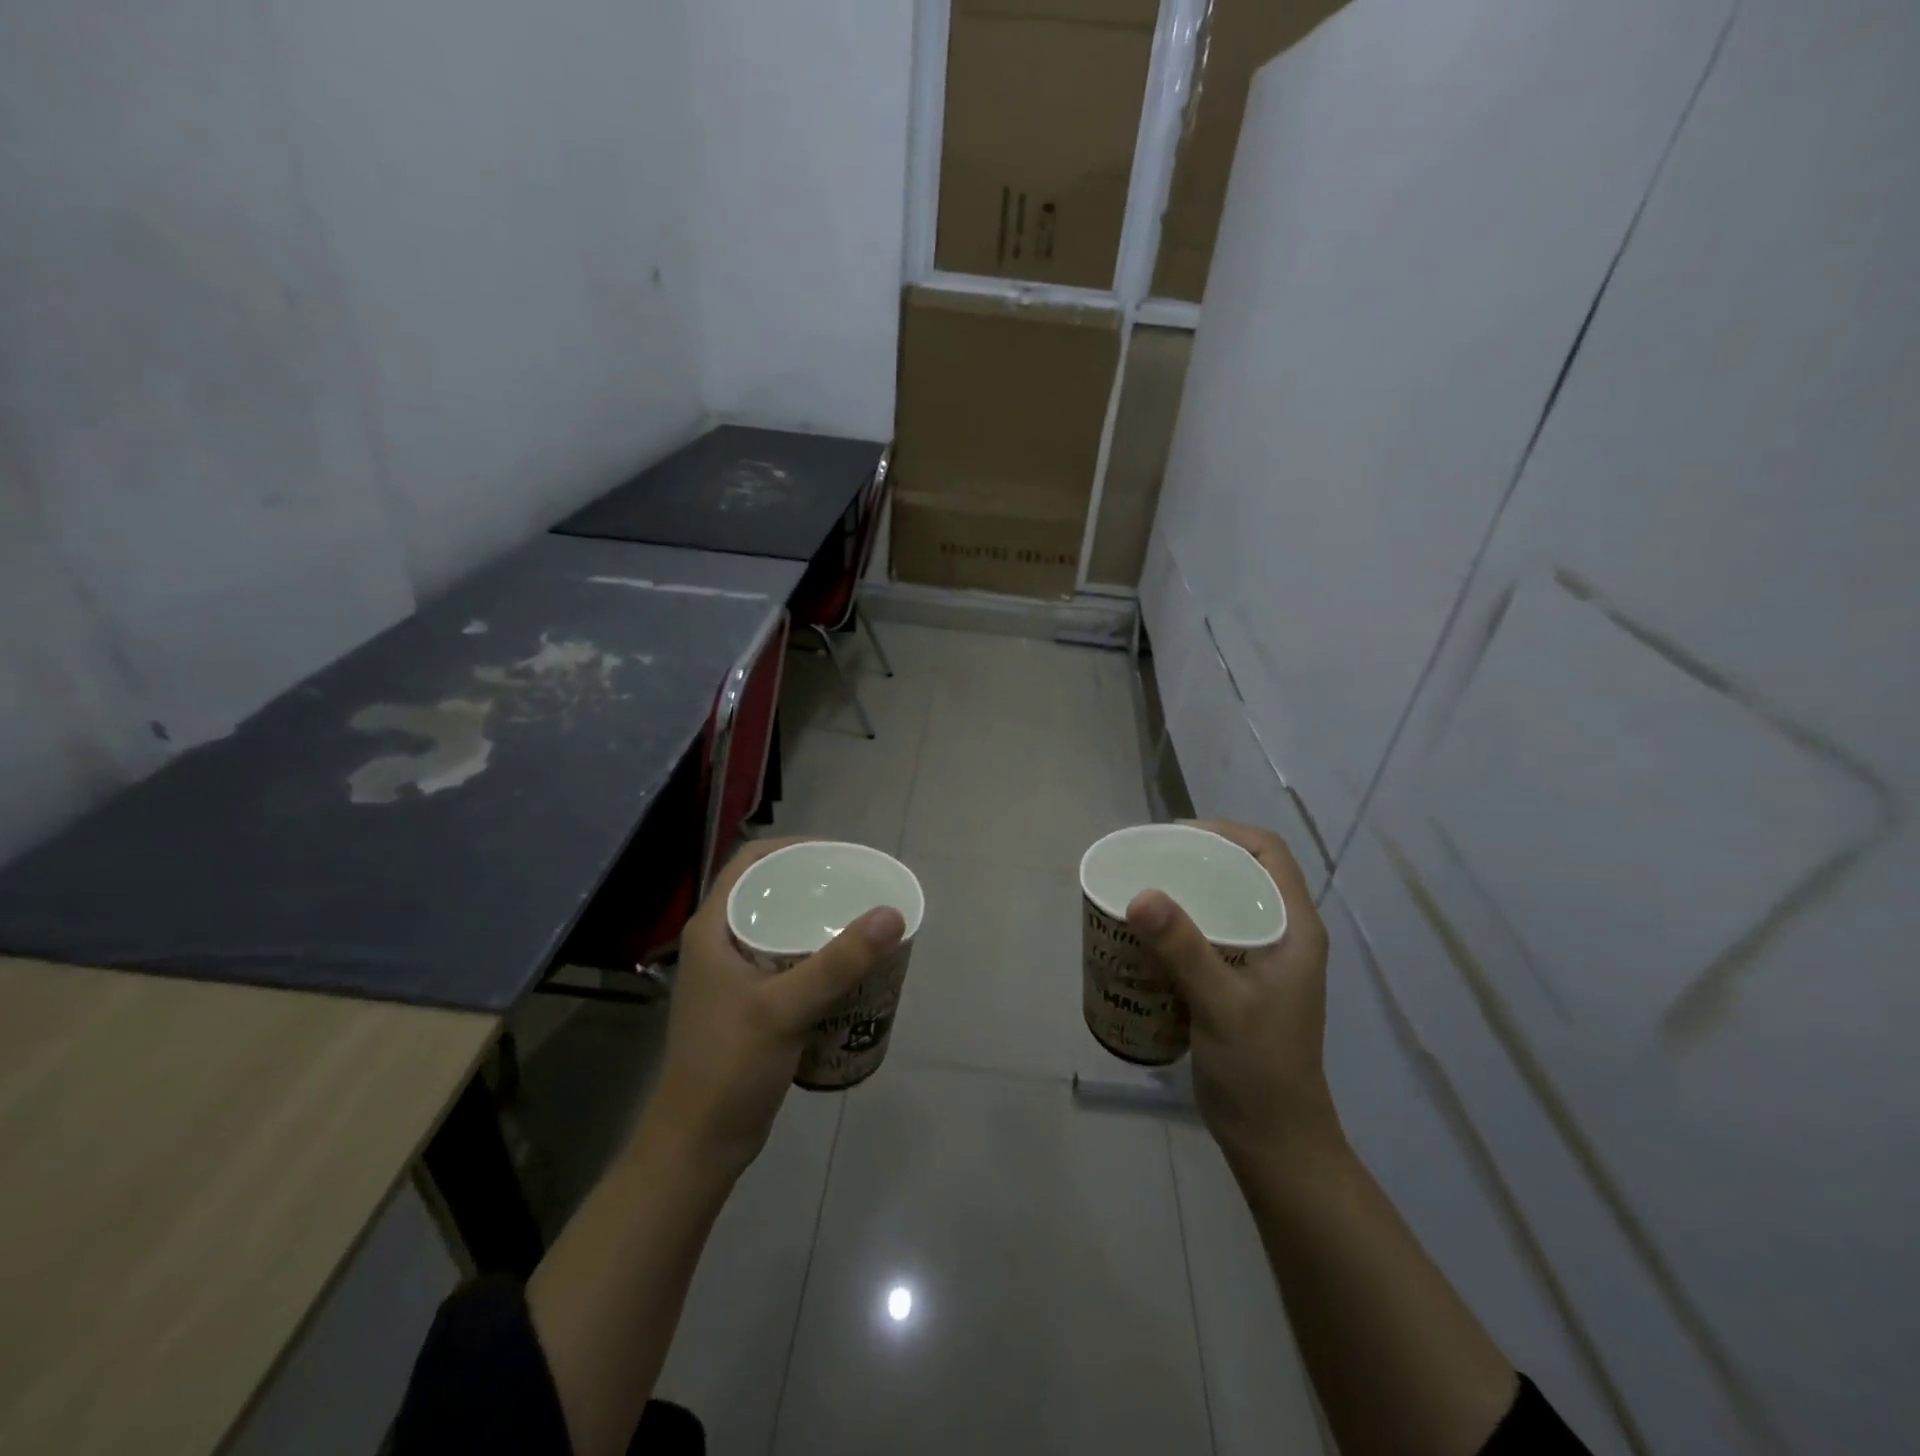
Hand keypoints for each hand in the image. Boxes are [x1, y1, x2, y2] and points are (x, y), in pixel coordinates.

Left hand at [645, 838, 905, 1177]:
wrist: (699, 1146)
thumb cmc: (730, 1067)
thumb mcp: (785, 1008)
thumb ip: (839, 962)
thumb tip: (892, 914)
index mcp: (714, 928)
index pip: (752, 861)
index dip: (795, 847)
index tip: (840, 855)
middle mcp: (721, 943)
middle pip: (771, 891)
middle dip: (815, 884)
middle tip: (861, 887)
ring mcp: (734, 976)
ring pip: (780, 928)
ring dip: (817, 921)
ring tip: (861, 920)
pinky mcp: (750, 1004)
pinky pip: (788, 961)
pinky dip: (817, 955)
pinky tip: (848, 967)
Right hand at [1125, 820, 1339, 1170]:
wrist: (1274, 1141)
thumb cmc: (1259, 1070)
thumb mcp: (1222, 1005)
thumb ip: (1184, 949)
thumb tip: (1141, 894)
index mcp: (1294, 929)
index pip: (1269, 853)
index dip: (1224, 832)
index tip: (1174, 836)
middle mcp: (1282, 935)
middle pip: (1242, 872)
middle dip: (1195, 858)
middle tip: (1147, 860)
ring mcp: (1261, 961)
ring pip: (1224, 903)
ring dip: (1185, 891)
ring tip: (1140, 889)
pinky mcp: (1239, 983)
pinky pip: (1208, 934)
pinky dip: (1179, 925)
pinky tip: (1146, 935)